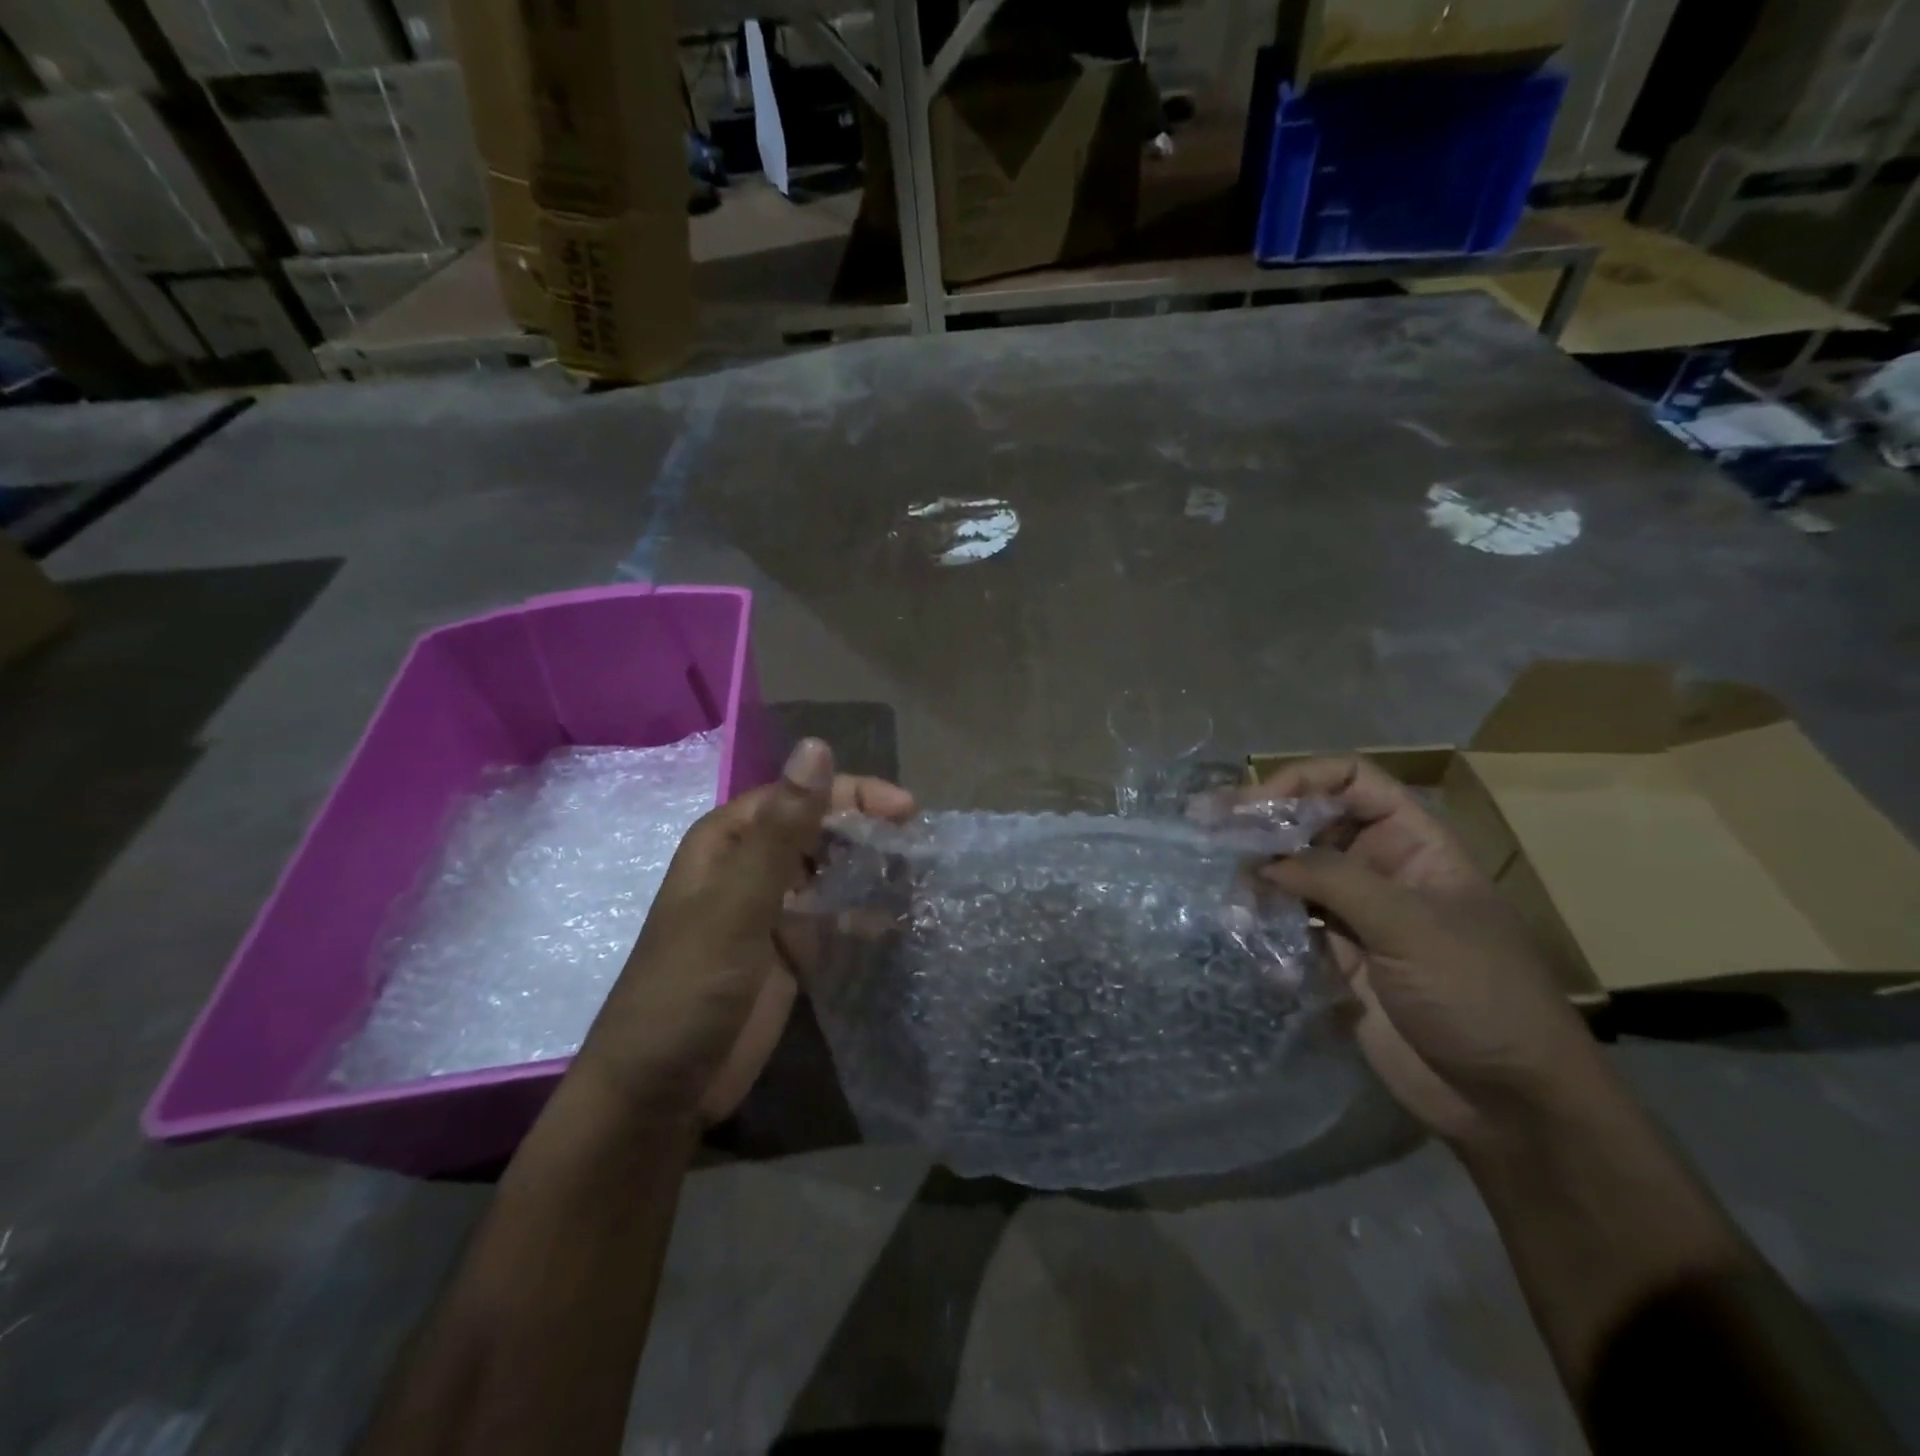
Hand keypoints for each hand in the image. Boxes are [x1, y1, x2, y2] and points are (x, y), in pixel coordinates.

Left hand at [578, 739, 913, 1124]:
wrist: (657, 1094)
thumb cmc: (689, 988)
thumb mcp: (738, 904)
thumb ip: (782, 829)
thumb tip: (816, 745)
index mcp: (728, 841)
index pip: (799, 796)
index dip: (854, 795)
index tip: (908, 812)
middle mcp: (748, 868)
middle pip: (817, 831)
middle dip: (866, 833)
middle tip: (918, 848)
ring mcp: (767, 912)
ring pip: (828, 873)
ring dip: (868, 871)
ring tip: (917, 880)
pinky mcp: (785, 953)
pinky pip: (831, 918)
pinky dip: (861, 915)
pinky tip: (894, 921)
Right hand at [1242, 757, 1614, 1150]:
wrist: (1506, 1104)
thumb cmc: (1478, 996)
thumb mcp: (1411, 926)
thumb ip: (1334, 880)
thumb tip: (1264, 859)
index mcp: (1414, 844)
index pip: (1353, 782)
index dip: (1303, 781)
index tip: (1254, 805)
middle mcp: (1380, 869)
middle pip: (1312, 824)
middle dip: (1263, 828)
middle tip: (1208, 831)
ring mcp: (1356, 915)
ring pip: (1292, 875)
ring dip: (1257, 880)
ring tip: (1229, 898)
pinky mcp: (1336, 957)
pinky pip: (1288, 924)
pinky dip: (1263, 925)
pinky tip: (1245, 936)